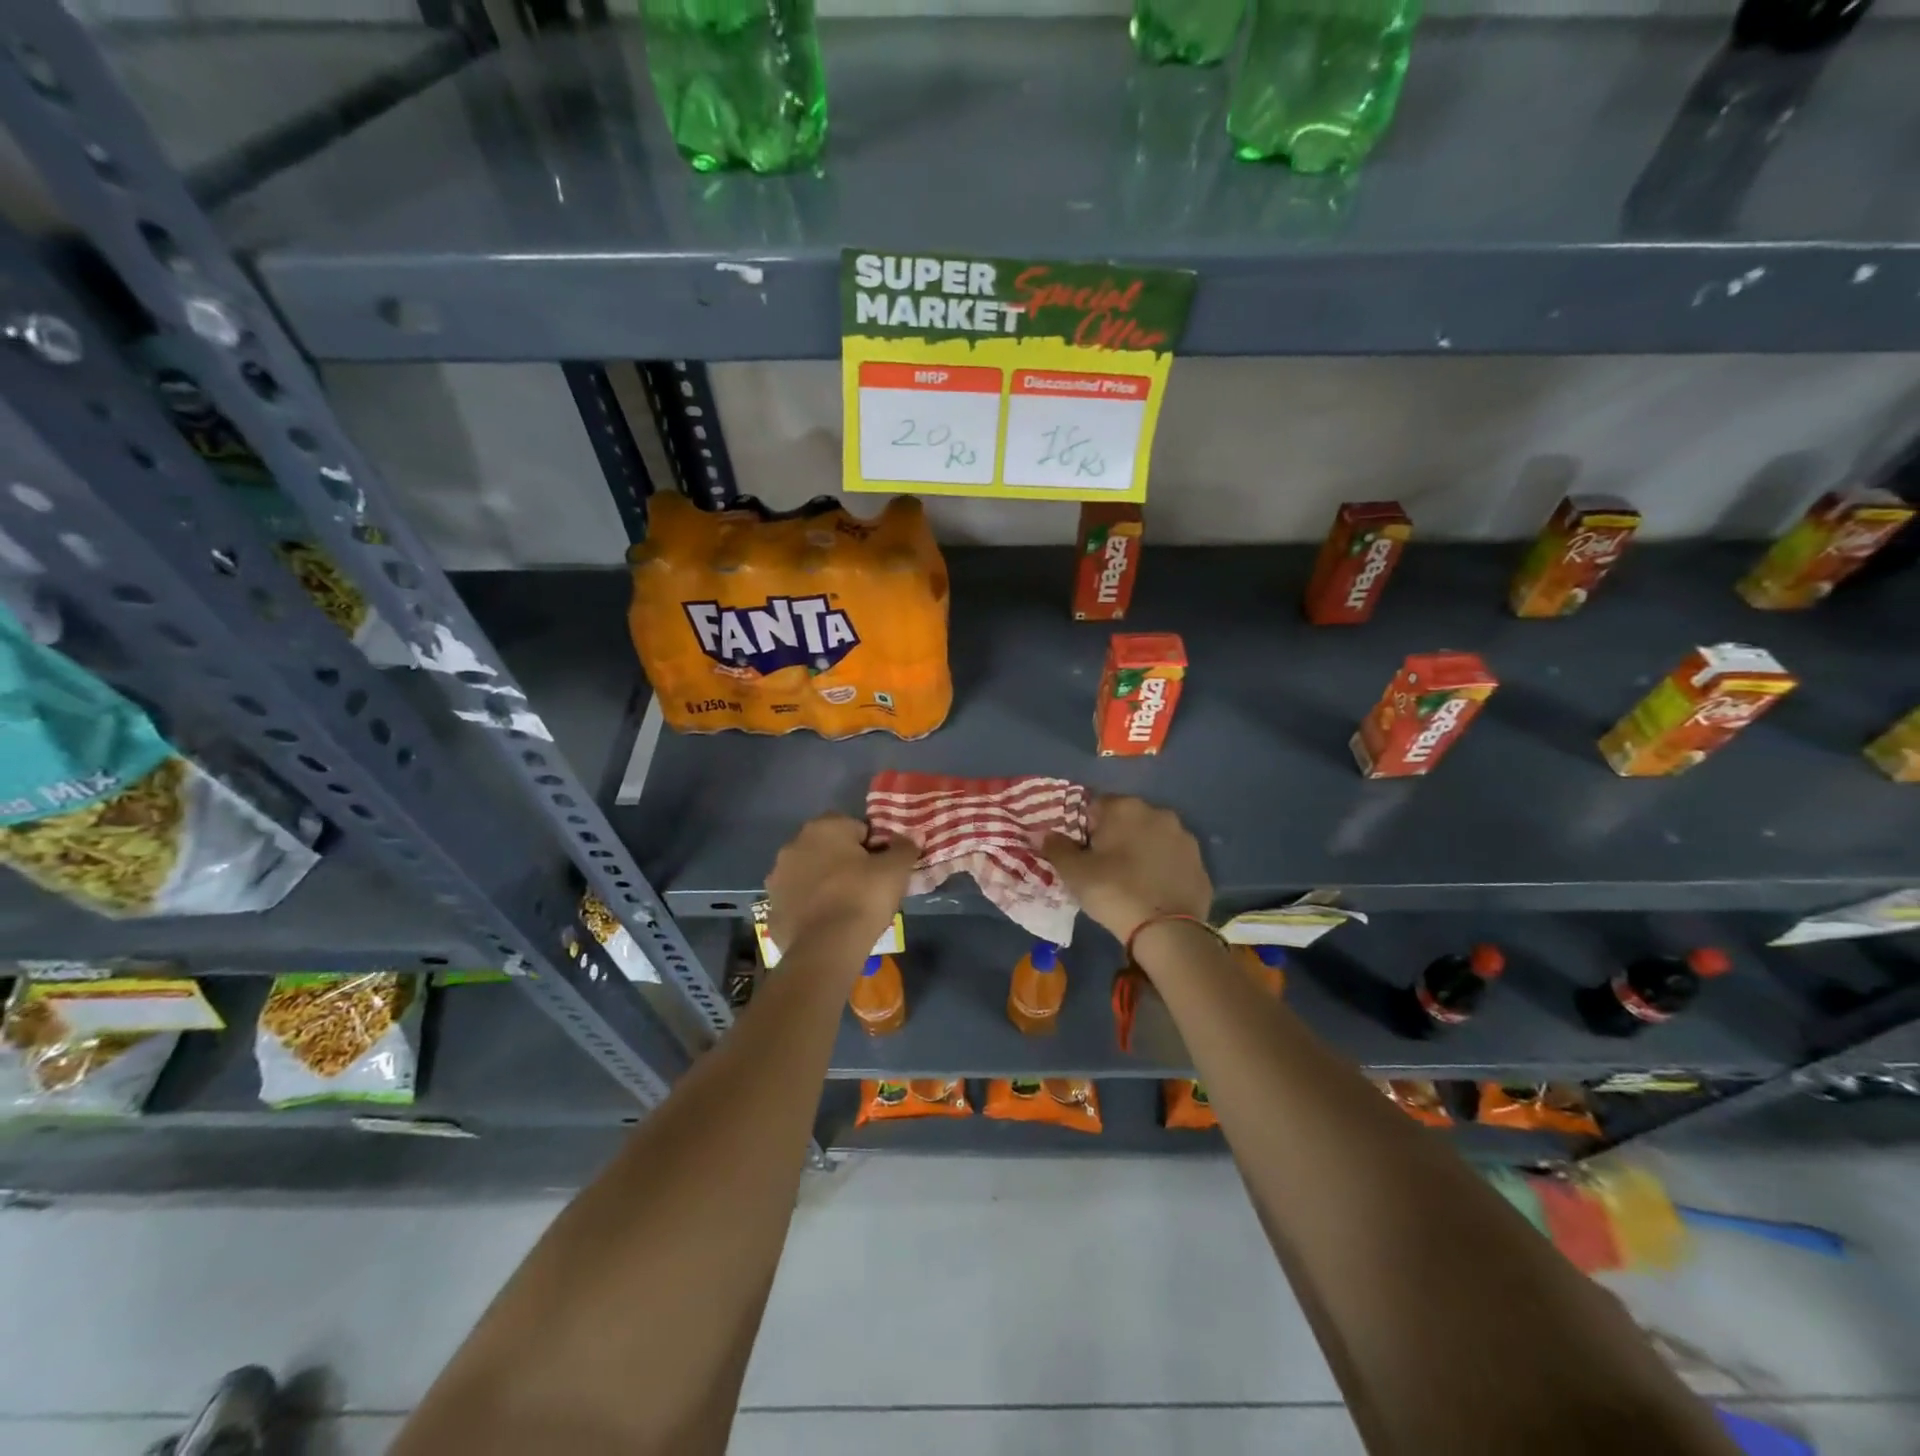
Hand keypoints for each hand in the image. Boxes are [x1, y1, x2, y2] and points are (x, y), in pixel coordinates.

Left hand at [766, 814, 918, 955]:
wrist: (826, 948)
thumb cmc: (863, 897)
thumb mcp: (895, 870)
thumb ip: (904, 848)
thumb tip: (912, 837)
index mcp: (823, 827)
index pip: (856, 827)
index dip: (874, 846)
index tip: (884, 868)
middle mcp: (794, 845)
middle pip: (829, 848)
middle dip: (846, 862)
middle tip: (868, 886)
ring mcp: (778, 878)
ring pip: (810, 873)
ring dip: (825, 882)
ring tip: (847, 907)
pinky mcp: (772, 908)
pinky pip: (798, 901)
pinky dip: (811, 907)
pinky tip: (827, 923)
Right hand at [1041, 796, 1211, 943]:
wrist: (1167, 932)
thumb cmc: (1113, 892)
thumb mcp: (1074, 872)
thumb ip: (1056, 847)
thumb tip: (1045, 834)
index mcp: (1125, 808)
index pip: (1095, 805)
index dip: (1084, 827)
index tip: (1082, 851)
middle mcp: (1158, 813)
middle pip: (1127, 819)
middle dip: (1114, 836)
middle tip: (1103, 866)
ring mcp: (1184, 837)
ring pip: (1153, 837)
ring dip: (1141, 849)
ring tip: (1130, 879)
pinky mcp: (1200, 863)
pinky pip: (1172, 859)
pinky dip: (1162, 868)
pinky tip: (1153, 891)